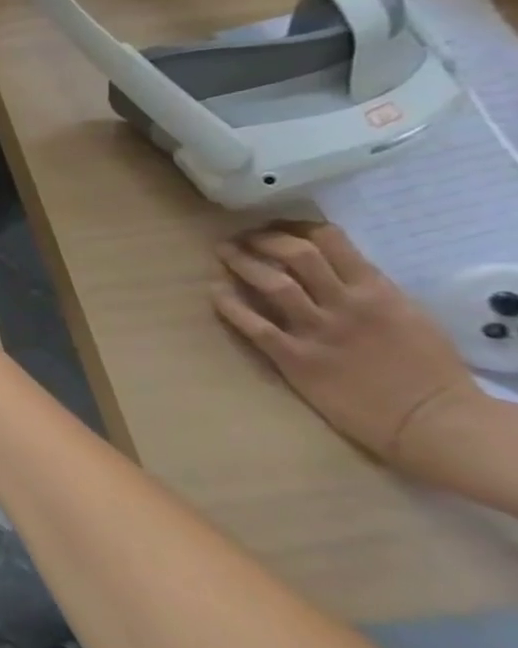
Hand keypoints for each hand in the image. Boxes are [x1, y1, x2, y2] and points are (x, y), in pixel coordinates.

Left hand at [212, 222, 479, 462]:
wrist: (433, 421)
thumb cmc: (427, 369)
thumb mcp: (407, 315)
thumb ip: (367, 289)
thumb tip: (328, 267)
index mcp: (377, 291)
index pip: (330, 242)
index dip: (294, 228)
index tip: (274, 226)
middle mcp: (345, 304)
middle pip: (295, 255)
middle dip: (262, 240)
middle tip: (241, 238)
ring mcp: (318, 331)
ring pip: (272, 284)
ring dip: (241, 264)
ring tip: (224, 253)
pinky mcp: (296, 358)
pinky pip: (253, 325)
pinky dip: (229, 305)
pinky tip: (215, 292)